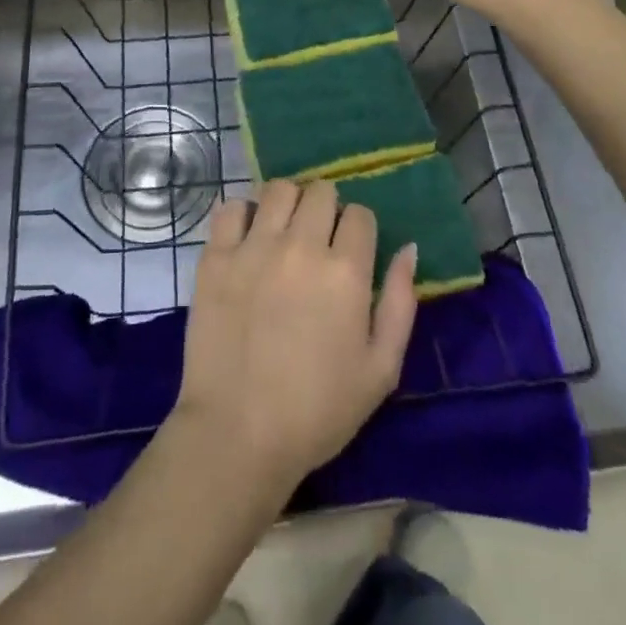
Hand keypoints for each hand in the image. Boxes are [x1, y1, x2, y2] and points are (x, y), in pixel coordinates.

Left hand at [174, 179, 417, 491]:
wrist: (237, 435)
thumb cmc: (317, 411)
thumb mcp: (380, 370)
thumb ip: (400, 302)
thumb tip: (409, 248)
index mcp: (345, 270)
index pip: (360, 214)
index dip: (359, 230)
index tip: (350, 253)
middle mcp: (300, 245)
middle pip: (320, 191)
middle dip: (326, 208)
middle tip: (318, 240)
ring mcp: (254, 247)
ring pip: (277, 189)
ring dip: (287, 204)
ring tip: (283, 232)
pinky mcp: (216, 257)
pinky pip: (230, 208)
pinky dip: (241, 214)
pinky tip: (246, 237)